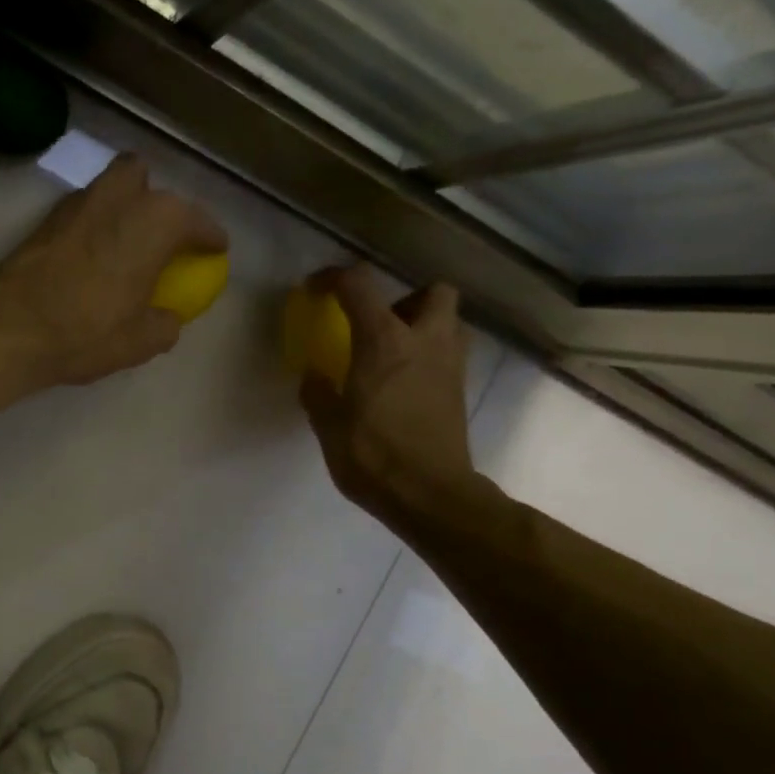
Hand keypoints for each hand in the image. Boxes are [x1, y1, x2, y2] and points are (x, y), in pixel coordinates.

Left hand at [0, 154, 227, 386]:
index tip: (216, 248)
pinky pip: (82, 212)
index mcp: (156, 220)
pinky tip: (92, 258)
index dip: (210, 236)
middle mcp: (119, 197)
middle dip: (155, 199)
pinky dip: (94, 225)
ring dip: (121, 207)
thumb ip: (165, 324)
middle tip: (159, 235)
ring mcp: (78, 203)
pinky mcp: (46, 220)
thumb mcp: (142, 341)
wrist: (12, 327)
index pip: (196, 221)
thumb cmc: (88, 330)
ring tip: (125, 245)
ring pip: (108, 188)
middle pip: (144, 179)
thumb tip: (167, 318)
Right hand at [300, 265, 476, 524]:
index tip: (315, 289)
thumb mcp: (328, 425)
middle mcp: (425, 341)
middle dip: (407, 298)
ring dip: (425, 326)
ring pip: (450, 322)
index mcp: (384, 340)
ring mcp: (450, 365)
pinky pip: (449, 354)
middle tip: (380, 324)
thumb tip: (314, 376)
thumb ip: (318, 393)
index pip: (359, 284)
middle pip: (434, 291)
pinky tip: (405, 383)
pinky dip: (430, 356)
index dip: (334, 278)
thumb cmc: (373, 454)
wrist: (430, 495)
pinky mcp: (460, 391)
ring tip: (394, 352)